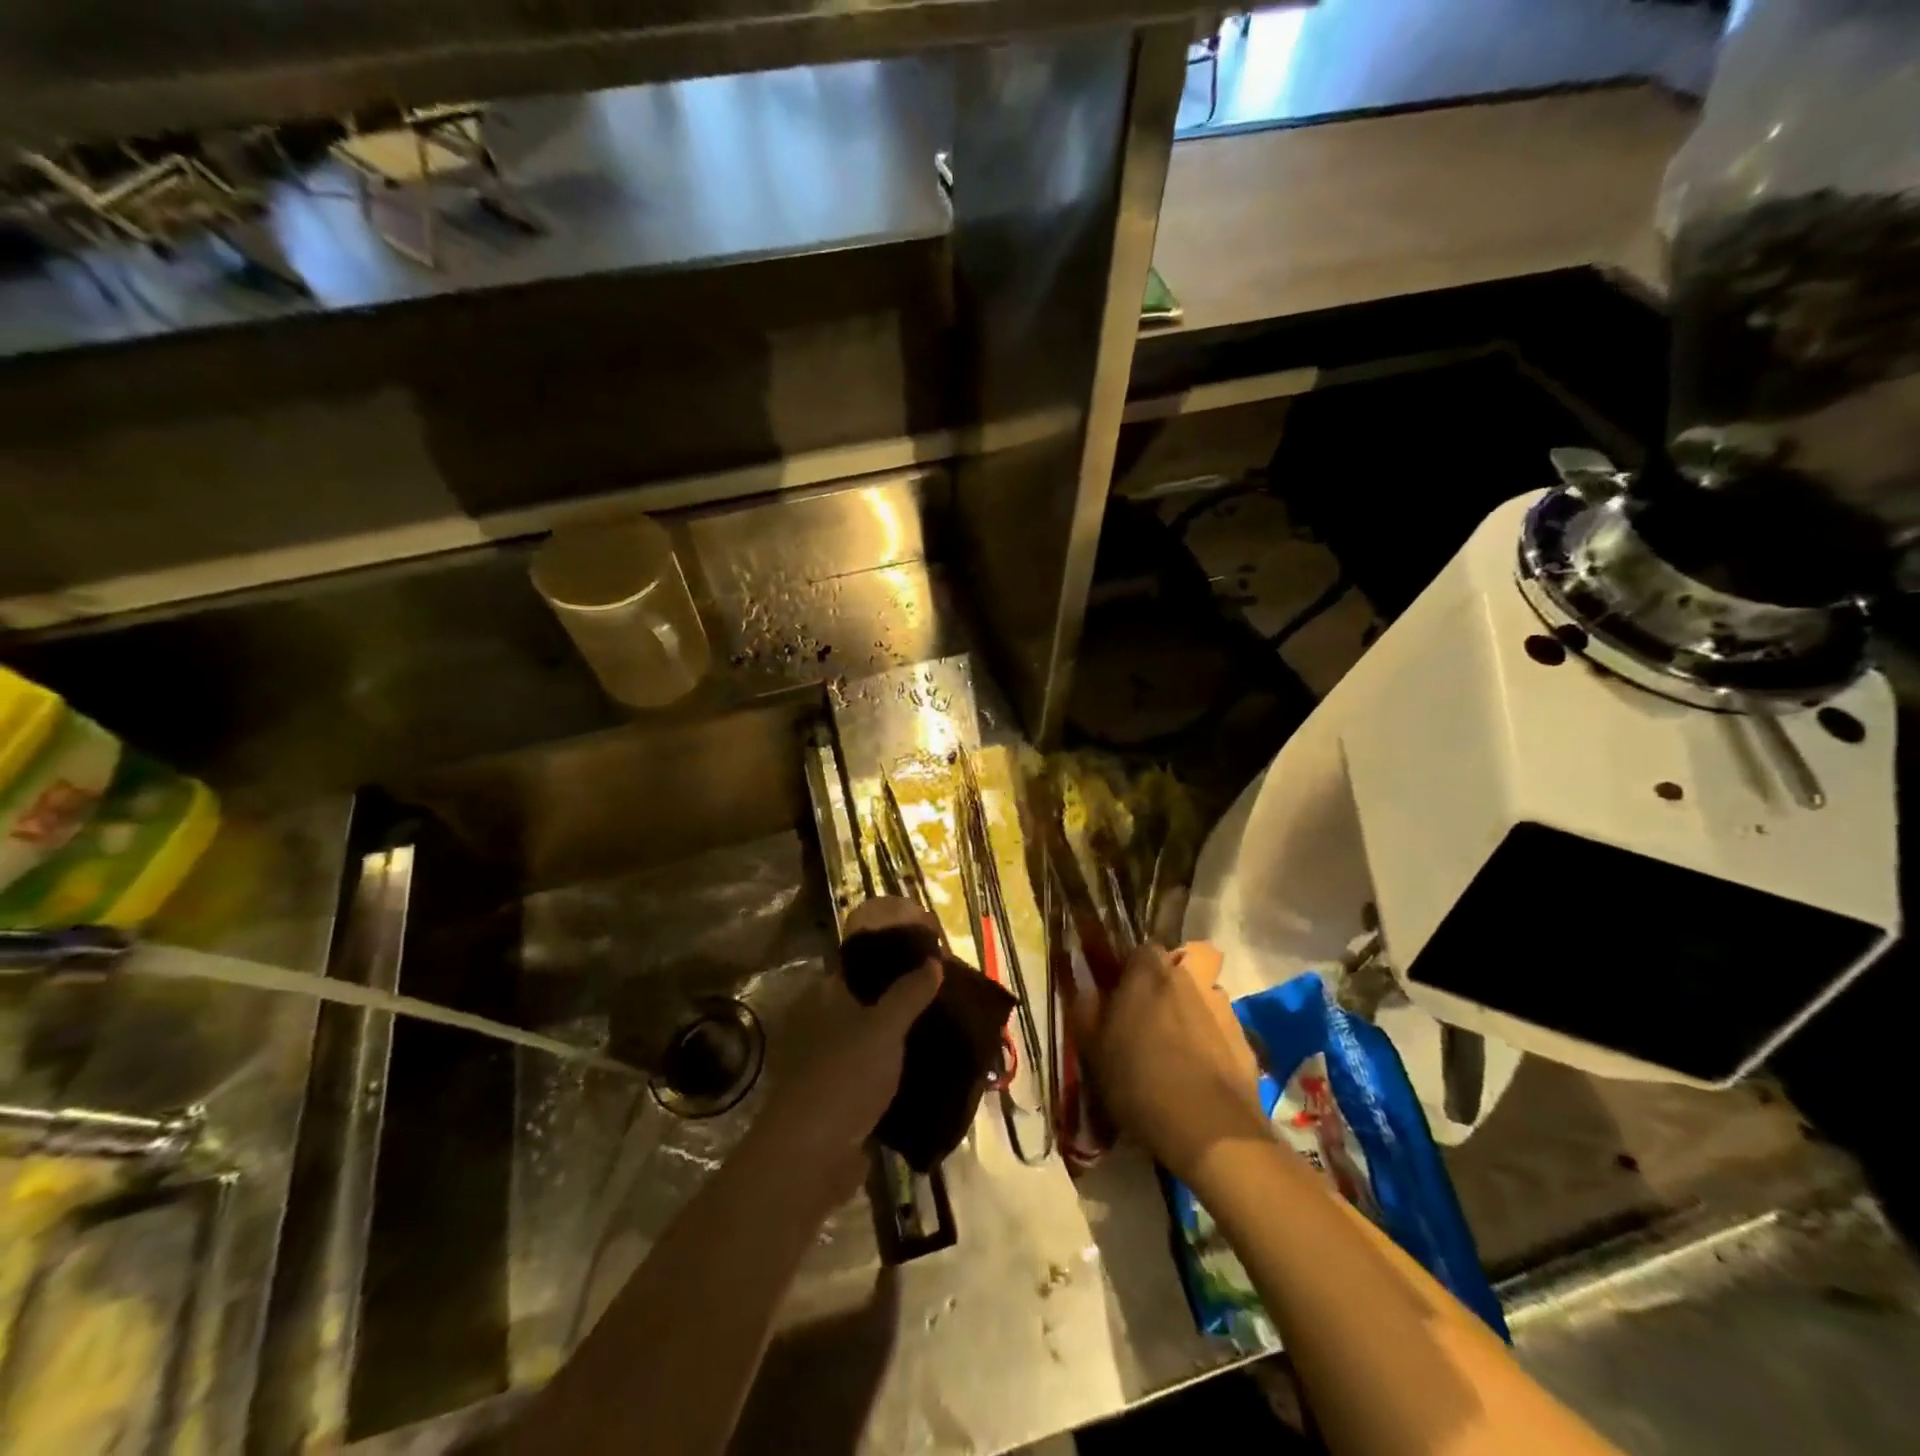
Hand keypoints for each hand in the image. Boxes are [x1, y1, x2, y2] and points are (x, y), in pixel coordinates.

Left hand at [749, 898, 941, 1202]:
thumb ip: (909, 992)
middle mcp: (827, 1026)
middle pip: (873, 1002)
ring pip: (880, 1041)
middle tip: (949, 994)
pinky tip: (938, 1070)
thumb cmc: (844, 1077)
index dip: (894, 957)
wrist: (812, 1157)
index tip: (931, 955)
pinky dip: (905, 1074)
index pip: (861, 964)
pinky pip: (883, 1077)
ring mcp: (837, 1065)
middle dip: (908, 999)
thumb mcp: (882, 1027)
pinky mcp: (849, 1101)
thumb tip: (934, 961)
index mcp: (827, 998)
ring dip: (908, 1038)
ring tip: (951, 1028)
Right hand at [1074, 941, 1268, 1182]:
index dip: (1131, 968)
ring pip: (1206, 993)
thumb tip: (1086, 990)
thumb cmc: (1139, 1082)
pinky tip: (1202, 1071)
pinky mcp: (1245, 1040)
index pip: (1140, 950)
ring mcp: (1222, 1007)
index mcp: (1148, 972)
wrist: (1210, 1129)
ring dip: (1194, 1008)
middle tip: (1153, 1013)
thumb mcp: (1094, 1051)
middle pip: (1182, 962)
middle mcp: (1188, 978)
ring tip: (1180, 1044)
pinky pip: (1222, 1028)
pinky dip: (1213, 1040)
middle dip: (1170, 980)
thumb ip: (1086, 1011)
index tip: (1121, 993)